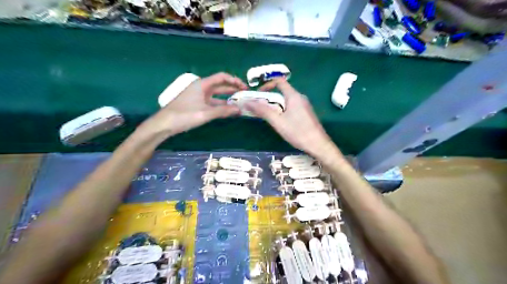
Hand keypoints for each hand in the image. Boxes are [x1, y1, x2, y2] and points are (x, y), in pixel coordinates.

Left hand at [140, 72, 247, 136]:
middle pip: (220, 85)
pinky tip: (228, 111)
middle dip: (233, 89)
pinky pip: (212, 103)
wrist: (164, 124)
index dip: (234, 80)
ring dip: (228, 99)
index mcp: (203, 84)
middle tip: (245, 95)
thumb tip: (239, 110)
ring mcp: (199, 96)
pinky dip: (221, 106)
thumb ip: (223, 111)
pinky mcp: (197, 104)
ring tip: (240, 103)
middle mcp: (202, 88)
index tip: (244, 87)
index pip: (222, 77)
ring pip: (217, 95)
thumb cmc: (184, 115)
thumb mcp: (205, 113)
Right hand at [245, 78, 335, 156]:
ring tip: (269, 116)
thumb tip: (247, 101)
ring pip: (287, 101)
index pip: (280, 81)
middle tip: (260, 108)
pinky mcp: (307, 113)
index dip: (267, 85)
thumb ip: (263, 111)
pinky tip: (281, 122)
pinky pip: (292, 107)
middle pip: (282, 92)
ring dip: (276, 105)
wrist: (318, 145)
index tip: (258, 94)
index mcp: (294, 96)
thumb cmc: (298, 132)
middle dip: (270, 98)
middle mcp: (300, 97)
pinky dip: (283, 110)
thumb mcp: (278, 121)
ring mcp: (305, 106)